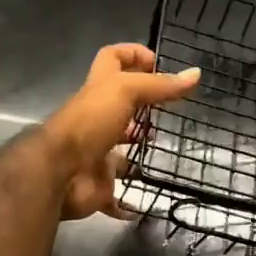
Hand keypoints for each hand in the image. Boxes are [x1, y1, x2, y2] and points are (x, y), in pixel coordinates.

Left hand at [45, 43, 199, 220]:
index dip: (133, 54)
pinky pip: (116, 195)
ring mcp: (96, 152)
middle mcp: (96, 118)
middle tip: (171, 111)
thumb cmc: (90, 122)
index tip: (159, 64)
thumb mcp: (126, 92)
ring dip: (138, 150)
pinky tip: (148, 198)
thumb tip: (196, 73)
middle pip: (119, 105)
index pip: (112, 59)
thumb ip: (160, 85)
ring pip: (119, 149)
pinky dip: (128, 201)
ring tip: (165, 147)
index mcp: (99, 89)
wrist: (59, 173)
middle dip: (142, 107)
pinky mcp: (99, 184)